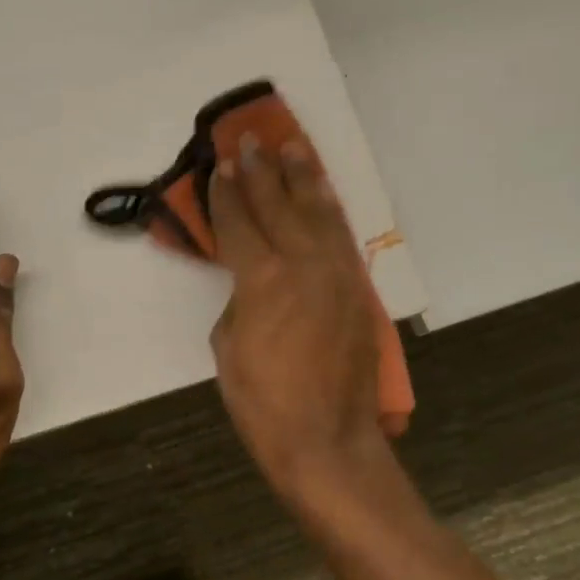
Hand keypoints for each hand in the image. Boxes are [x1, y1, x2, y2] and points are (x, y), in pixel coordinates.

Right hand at [208, 134, 389, 499]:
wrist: (326, 439)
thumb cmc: (262, 401)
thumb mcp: (227, 346)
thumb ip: (238, 300)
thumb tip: (250, 283)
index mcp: (263, 278)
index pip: (239, 222)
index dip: (226, 193)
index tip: (220, 166)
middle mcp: (304, 264)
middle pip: (280, 205)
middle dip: (262, 171)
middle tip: (252, 139)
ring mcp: (338, 274)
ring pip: (320, 213)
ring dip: (304, 178)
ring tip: (294, 148)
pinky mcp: (359, 291)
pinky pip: (342, 238)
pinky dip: (330, 211)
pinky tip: (323, 196)